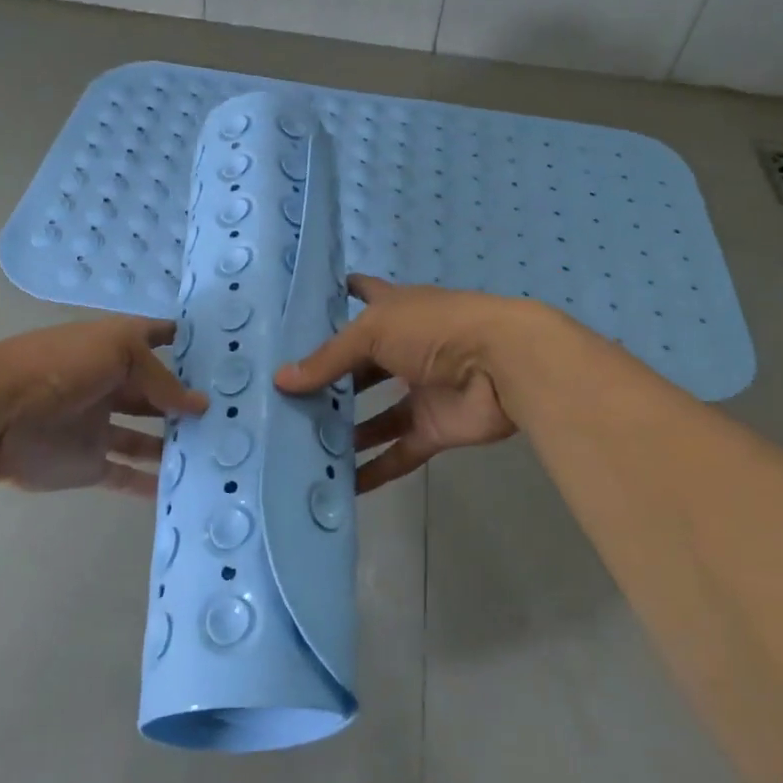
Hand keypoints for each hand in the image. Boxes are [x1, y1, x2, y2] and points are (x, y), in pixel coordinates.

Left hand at [0, 317, 207, 494]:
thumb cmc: (59, 367)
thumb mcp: (118, 352)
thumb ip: (160, 379)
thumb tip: (199, 405)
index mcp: (115, 347)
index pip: (156, 337)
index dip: (185, 341)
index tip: (223, 352)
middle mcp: (111, 384)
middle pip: (156, 394)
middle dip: (188, 401)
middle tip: (234, 414)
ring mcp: (100, 426)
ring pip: (146, 437)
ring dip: (176, 443)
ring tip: (216, 452)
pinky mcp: (89, 464)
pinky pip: (126, 475)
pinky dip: (151, 484)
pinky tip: (183, 489)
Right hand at [274, 276, 524, 492]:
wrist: (502, 365)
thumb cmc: (434, 330)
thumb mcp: (372, 332)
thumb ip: (328, 359)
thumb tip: (281, 381)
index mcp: (395, 312)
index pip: (364, 294)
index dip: (341, 295)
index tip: (308, 307)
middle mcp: (406, 349)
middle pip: (362, 368)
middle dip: (330, 383)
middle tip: (286, 402)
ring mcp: (421, 390)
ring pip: (377, 416)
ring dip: (347, 431)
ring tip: (304, 446)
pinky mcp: (434, 428)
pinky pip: (399, 452)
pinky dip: (375, 470)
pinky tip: (343, 487)